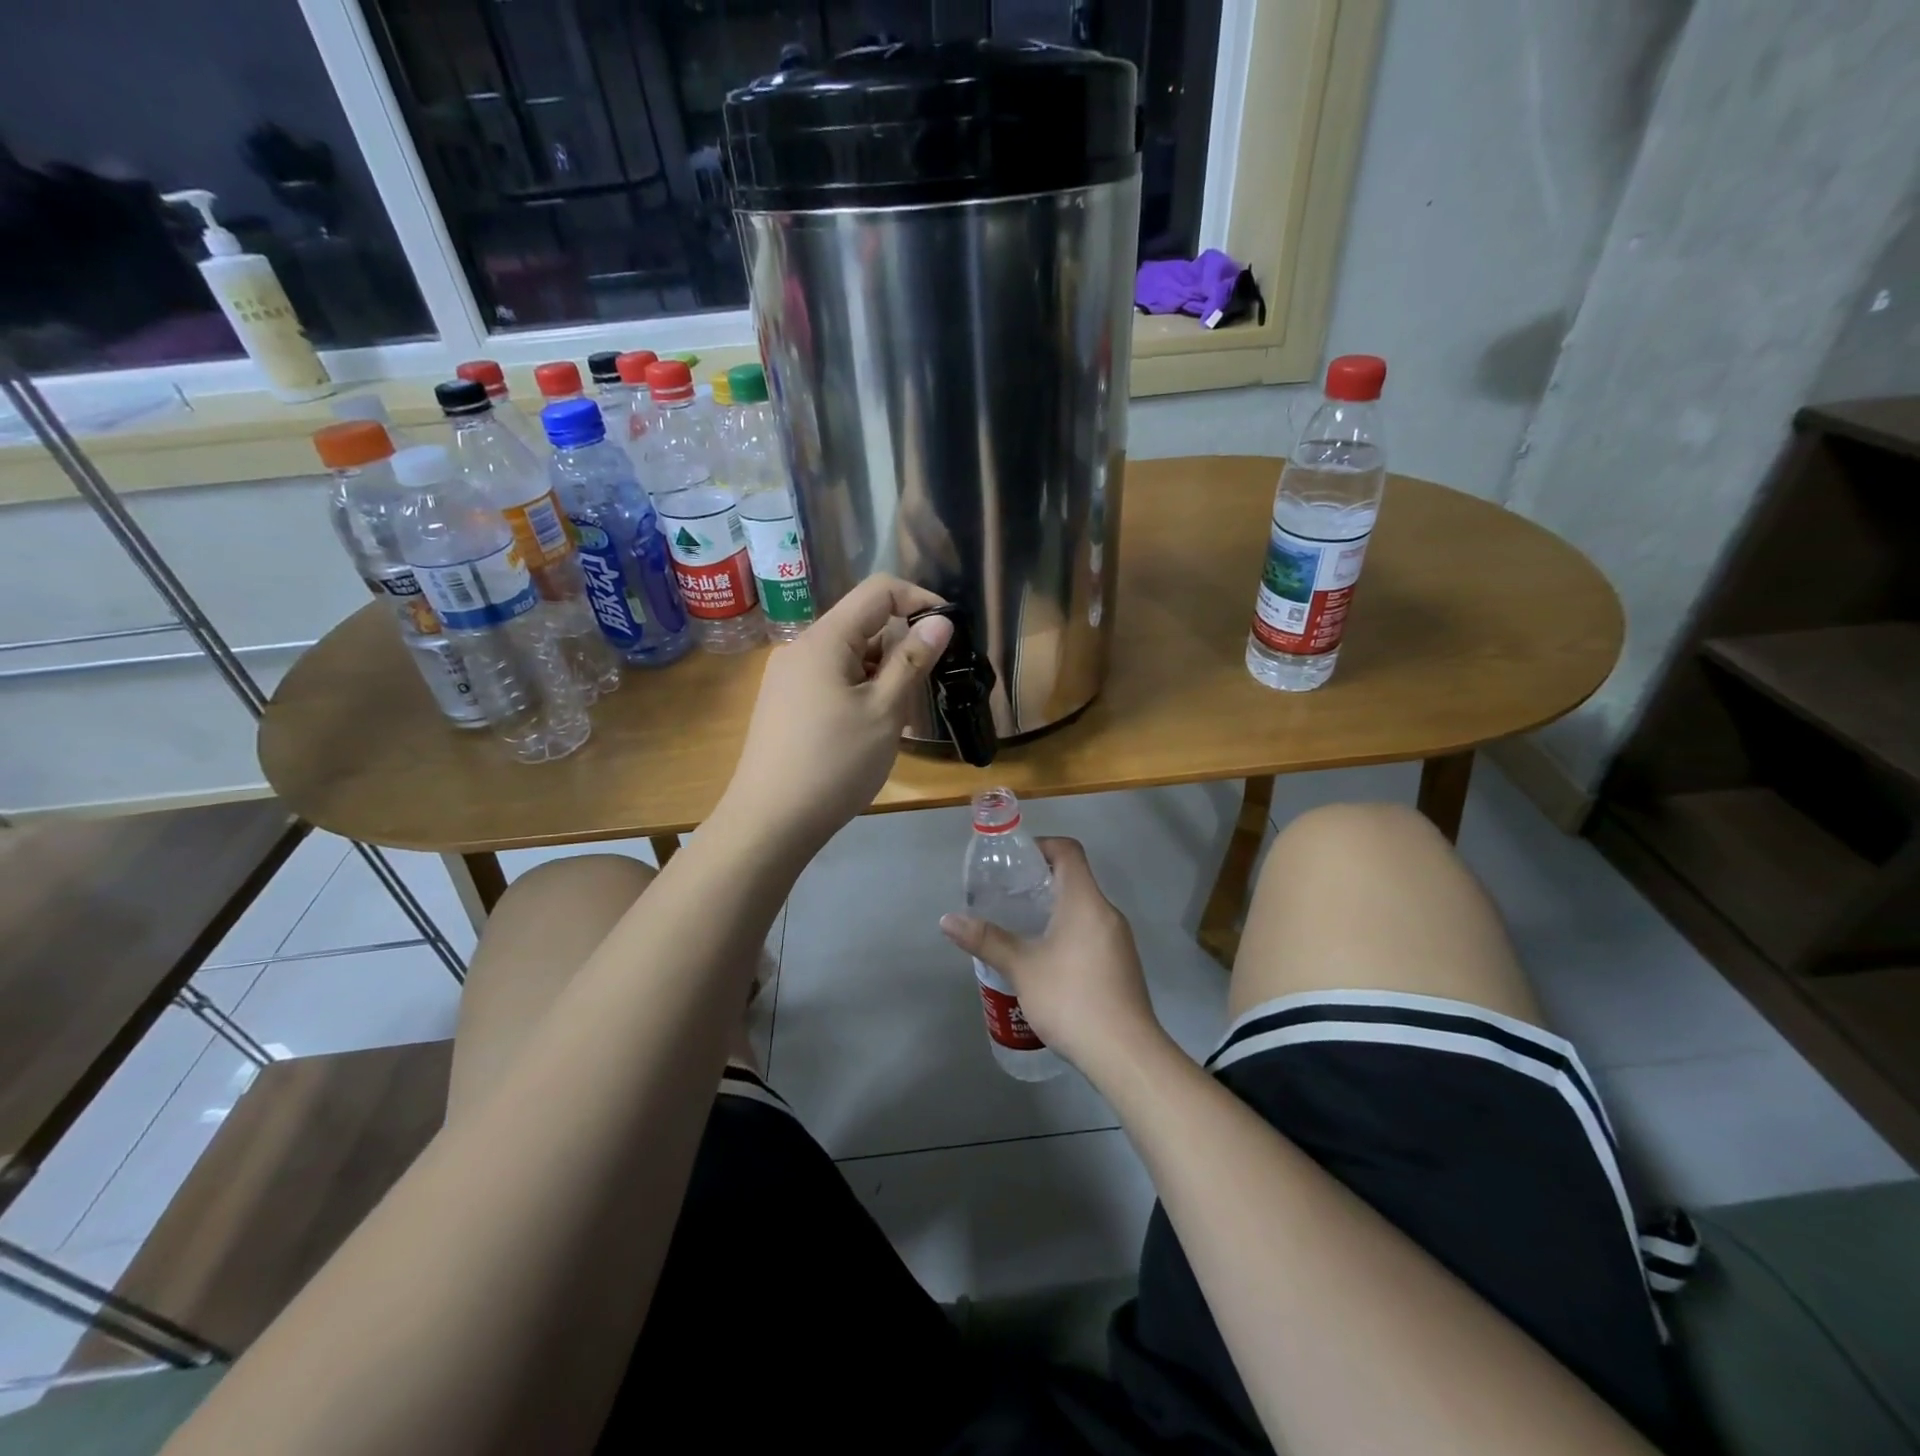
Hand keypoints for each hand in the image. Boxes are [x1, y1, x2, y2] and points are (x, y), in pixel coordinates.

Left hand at [719, 575, 952, 856]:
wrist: (769, 822)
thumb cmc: (834, 764)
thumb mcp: (884, 712)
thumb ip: (912, 660)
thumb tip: (940, 621)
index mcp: (824, 639)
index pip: (879, 591)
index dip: (919, 600)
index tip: (950, 632)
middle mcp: (801, 648)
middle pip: (862, 624)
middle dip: (901, 647)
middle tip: (923, 691)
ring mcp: (788, 677)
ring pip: (848, 656)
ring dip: (881, 674)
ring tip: (895, 721)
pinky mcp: (785, 704)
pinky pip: (831, 680)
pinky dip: (859, 691)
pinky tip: (868, 731)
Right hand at [939, 838, 1166, 1078]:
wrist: (1125, 1054)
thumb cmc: (1071, 998)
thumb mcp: (1021, 968)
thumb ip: (986, 940)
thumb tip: (947, 920)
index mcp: (1085, 901)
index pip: (1068, 851)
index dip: (1041, 846)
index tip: (1014, 862)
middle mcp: (1107, 913)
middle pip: (1075, 880)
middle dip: (1040, 882)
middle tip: (1007, 897)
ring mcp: (1119, 941)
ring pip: (1084, 910)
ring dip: (1054, 911)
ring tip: (1021, 930)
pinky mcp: (1122, 965)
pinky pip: (1092, 934)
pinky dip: (1068, 934)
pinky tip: (1046, 962)